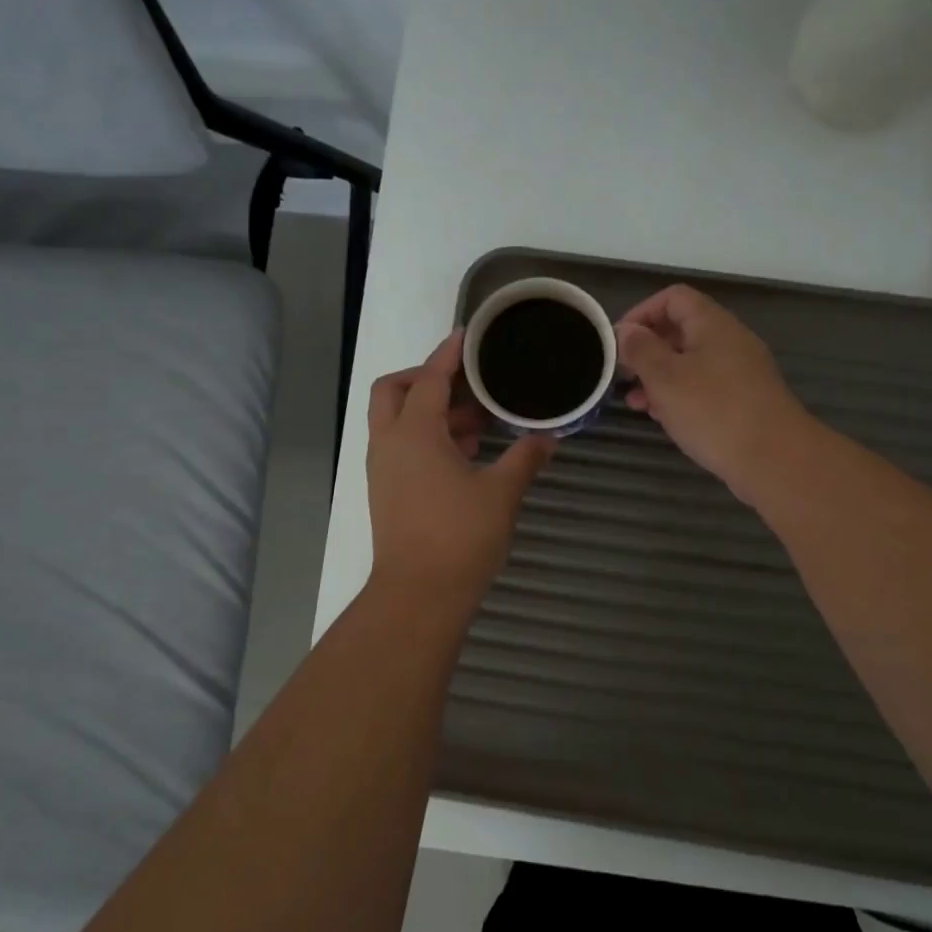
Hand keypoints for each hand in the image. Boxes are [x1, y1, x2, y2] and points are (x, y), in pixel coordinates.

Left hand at [367, 330, 555, 605]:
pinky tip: (464, 453)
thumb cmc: (460, 537)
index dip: (448, 354)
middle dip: (425, 378)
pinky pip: (400, 447)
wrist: (419, 595)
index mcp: (414, 433)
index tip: (467, 336)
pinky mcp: (386, 492)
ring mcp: (382, 470)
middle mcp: (389, 444)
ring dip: (429, 410)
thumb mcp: (501, 493)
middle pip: (394, 391)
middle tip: (466, 383)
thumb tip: (549, 437)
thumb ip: (526, 458)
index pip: (429, 378)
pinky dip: (425, 437)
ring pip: (396, 421)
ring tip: (477, 420)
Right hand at [617, 285, 811, 496]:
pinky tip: (664, 419)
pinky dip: (680, 397)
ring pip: (691, 363)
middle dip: (647, 351)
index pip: (673, 298)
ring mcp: (740, 372)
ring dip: (659, 378)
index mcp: (712, 324)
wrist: (774, 459)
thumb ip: (641, 350)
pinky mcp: (744, 401)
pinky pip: (704, 388)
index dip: (642, 313)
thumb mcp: (665, 378)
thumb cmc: (714, 411)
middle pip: (681, 330)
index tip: (619, 342)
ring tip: (635, 403)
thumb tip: (626, 331)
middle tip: (622, 375)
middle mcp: (729, 341)